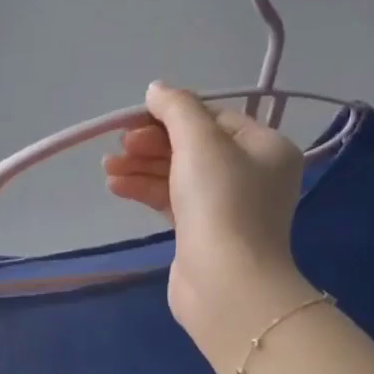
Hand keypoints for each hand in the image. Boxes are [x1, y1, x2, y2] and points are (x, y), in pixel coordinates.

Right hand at [103, 83, 314, 364]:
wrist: (226, 284)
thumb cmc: (221, 203)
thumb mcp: (200, 141)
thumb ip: (177, 108)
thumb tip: (156, 89)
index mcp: (266, 148)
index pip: (214, 118)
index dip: (172, 115)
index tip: (135, 120)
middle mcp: (253, 175)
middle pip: (194, 146)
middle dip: (152, 144)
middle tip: (119, 146)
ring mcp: (228, 207)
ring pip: (179, 174)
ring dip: (142, 167)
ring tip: (107, 168)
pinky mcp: (204, 233)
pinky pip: (173, 200)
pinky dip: (146, 190)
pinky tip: (116, 186)